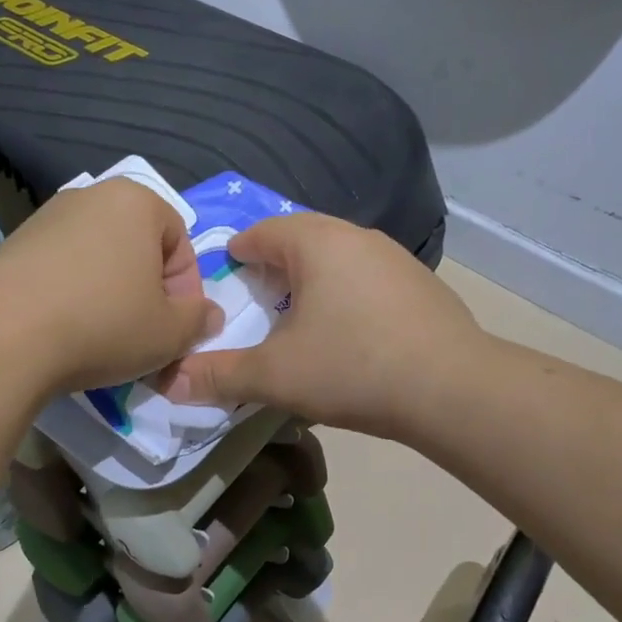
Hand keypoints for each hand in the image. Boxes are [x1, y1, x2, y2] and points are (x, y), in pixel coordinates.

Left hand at [0, 178, 218, 394]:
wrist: (2, 336)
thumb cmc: (103, 324)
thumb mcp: (170, 333)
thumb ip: (199, 320)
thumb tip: (207, 315)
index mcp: (137, 201)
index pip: (180, 242)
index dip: (185, 290)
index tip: (173, 328)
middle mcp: (91, 196)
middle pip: (138, 247)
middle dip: (146, 290)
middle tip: (142, 334)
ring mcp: (46, 217)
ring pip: (98, 258)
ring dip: (109, 294)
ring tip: (101, 337)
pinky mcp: (13, 244)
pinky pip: (61, 268)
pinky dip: (72, 294)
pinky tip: (64, 329)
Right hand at [164, 213, 482, 438]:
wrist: (452, 389)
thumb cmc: (353, 368)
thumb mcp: (275, 375)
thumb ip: (220, 375)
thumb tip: (168, 383)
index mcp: (317, 243)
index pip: (263, 232)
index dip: (237, 252)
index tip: (224, 275)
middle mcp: (357, 237)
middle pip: (302, 238)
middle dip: (274, 263)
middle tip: (256, 295)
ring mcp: (395, 258)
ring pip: (338, 257)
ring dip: (312, 278)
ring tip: (298, 312)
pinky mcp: (421, 285)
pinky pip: (367, 277)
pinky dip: (346, 293)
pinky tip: (348, 329)